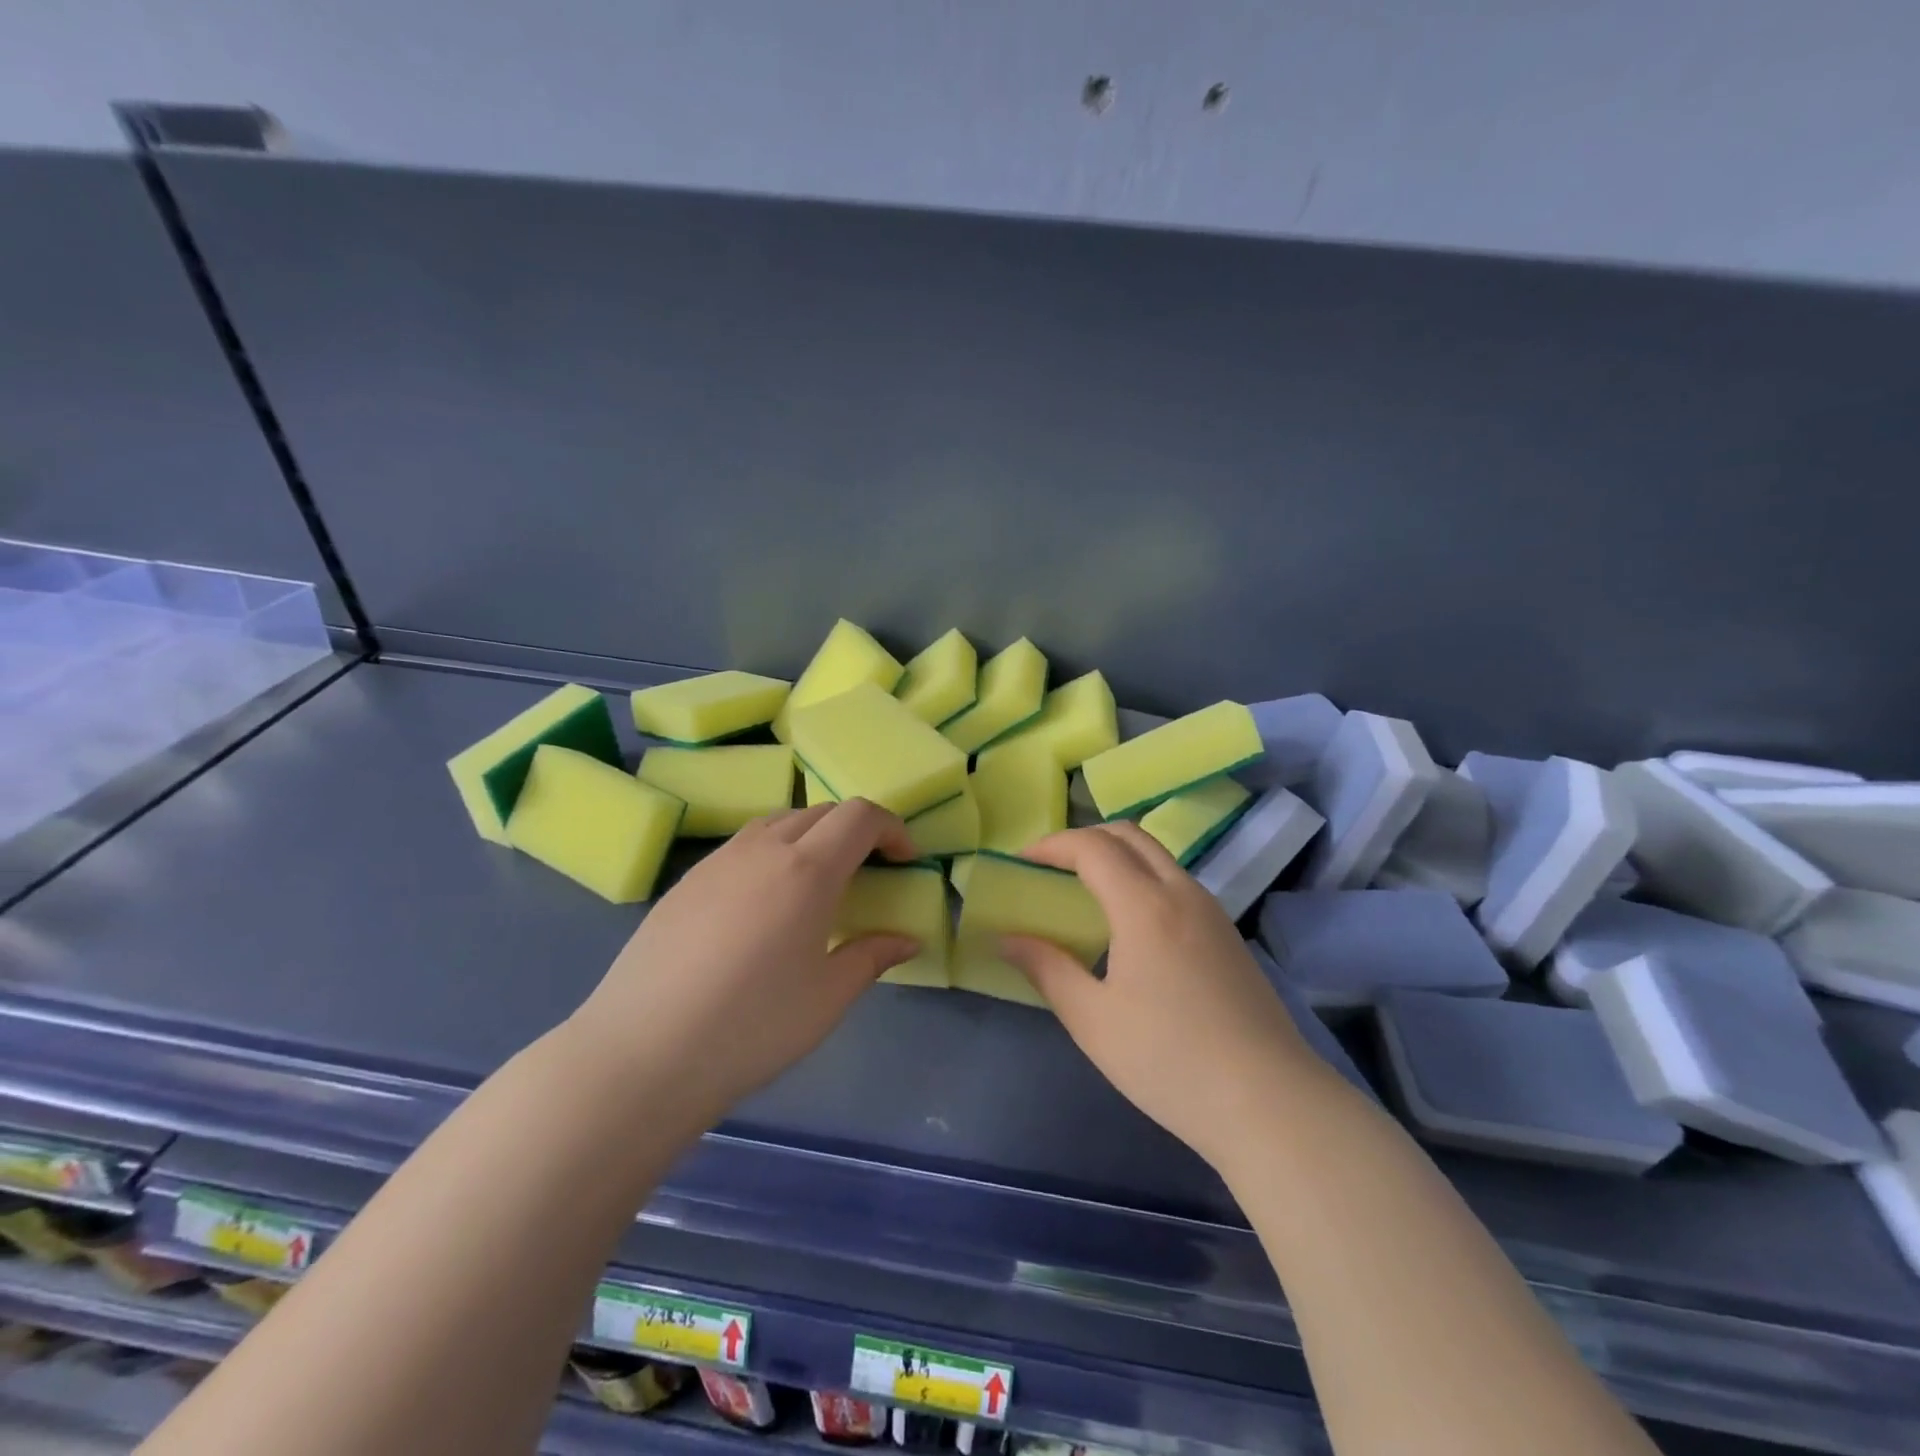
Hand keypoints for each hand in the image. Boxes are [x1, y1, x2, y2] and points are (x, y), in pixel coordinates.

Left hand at [569, 799, 920, 1122]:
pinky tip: (764, 902)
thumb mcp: (827, 998)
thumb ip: (873, 957)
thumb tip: (907, 940)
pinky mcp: (687, 880)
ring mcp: (719, 861)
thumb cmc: (751, 1027)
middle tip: (868, 872)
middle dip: (855, 831)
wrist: (643, 1053)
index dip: (891, 827)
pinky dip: (772, 851)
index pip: (860, 816)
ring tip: (817, 882)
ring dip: (812, 835)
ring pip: (779, 822)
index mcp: (807, 870)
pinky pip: (744, 844)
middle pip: (821, 812)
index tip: (905, 859)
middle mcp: (764, 849)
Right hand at [999, 824, 1344, 1175]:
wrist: (1270, 1103)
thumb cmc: (1169, 1060)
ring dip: (1116, 856)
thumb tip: (1006, 939)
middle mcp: (1181, 893)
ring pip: (1157, 857)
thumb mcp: (1093, 1020)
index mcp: (1145, 905)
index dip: (1051, 845)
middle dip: (1083, 839)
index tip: (1020, 861)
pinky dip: (1141, 878)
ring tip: (1083, 892)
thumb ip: (1047, 969)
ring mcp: (1211, 912)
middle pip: (1129, 835)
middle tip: (1050, 867)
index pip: (1092, 847)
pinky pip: (1176, 882)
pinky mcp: (1228, 935)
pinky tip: (1128, 925)